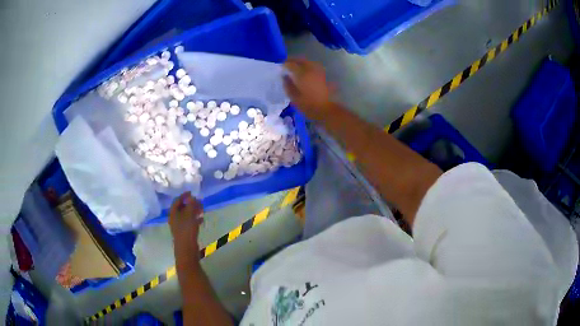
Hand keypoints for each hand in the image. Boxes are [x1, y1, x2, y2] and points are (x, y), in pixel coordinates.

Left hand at [169, 192, 203, 256]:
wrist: (187, 249)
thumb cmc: (187, 231)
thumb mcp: (190, 216)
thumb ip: (191, 205)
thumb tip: (192, 197)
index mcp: (173, 213)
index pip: (177, 201)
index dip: (184, 195)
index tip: (192, 193)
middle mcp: (174, 219)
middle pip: (181, 208)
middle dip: (190, 204)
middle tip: (199, 201)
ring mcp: (179, 226)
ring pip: (186, 215)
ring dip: (193, 211)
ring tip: (202, 209)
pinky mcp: (184, 232)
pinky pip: (189, 222)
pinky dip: (195, 219)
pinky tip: (201, 219)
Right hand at [284, 58, 334, 120]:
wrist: (326, 110)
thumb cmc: (308, 105)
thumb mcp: (294, 97)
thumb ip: (288, 85)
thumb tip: (285, 77)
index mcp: (302, 74)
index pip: (291, 64)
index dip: (284, 64)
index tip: (280, 66)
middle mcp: (311, 69)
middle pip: (301, 60)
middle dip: (293, 60)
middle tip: (287, 63)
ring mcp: (319, 72)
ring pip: (309, 62)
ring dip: (301, 62)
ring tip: (295, 66)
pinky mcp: (324, 76)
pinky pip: (314, 67)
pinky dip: (308, 67)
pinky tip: (305, 72)